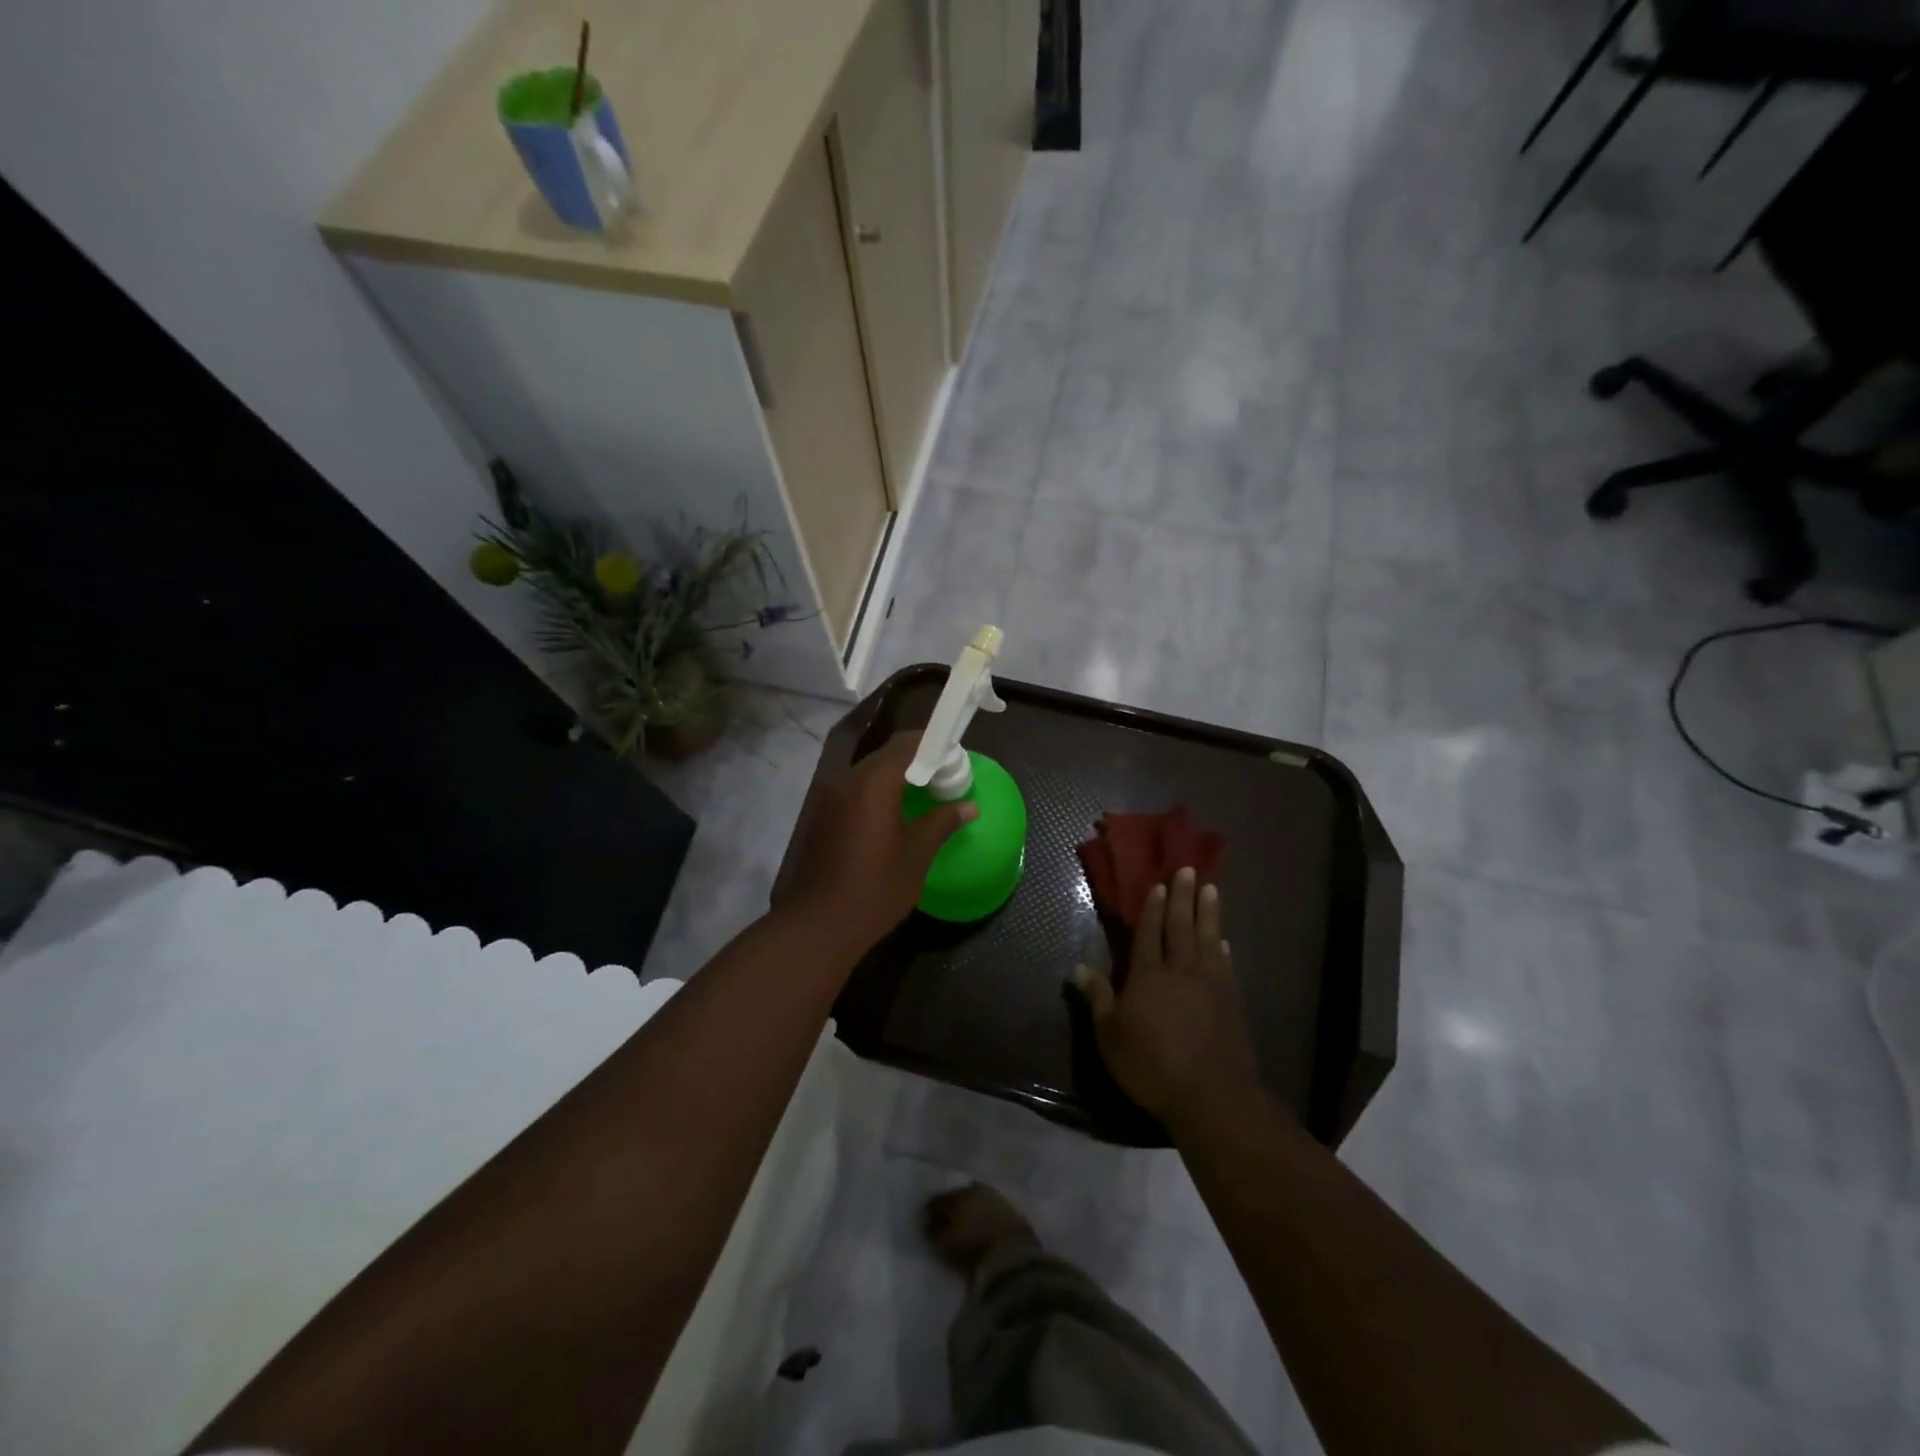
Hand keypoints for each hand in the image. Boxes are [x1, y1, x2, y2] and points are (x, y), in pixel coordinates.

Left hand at [778, 731, 975, 955]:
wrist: (819, 925)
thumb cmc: (876, 887)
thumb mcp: (917, 854)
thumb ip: (943, 822)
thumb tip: (969, 806)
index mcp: (873, 783)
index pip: (906, 743)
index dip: (933, 747)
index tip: (954, 763)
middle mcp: (846, 780)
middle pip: (886, 756)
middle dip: (916, 764)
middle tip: (943, 783)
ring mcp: (829, 798)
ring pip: (868, 775)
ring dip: (895, 780)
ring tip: (921, 801)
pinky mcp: (821, 817)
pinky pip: (853, 793)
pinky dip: (876, 796)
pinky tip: (892, 820)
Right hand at [1073, 867, 1261, 1127]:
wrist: (1211, 1095)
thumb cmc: (1151, 1065)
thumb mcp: (1110, 1035)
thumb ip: (1098, 998)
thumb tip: (1078, 967)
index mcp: (1148, 976)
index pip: (1149, 932)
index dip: (1152, 907)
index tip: (1158, 883)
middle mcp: (1180, 970)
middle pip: (1181, 926)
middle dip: (1182, 897)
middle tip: (1187, 870)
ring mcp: (1210, 984)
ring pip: (1208, 939)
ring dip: (1209, 912)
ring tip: (1211, 889)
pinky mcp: (1231, 1002)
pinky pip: (1226, 965)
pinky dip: (1223, 949)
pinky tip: (1224, 942)